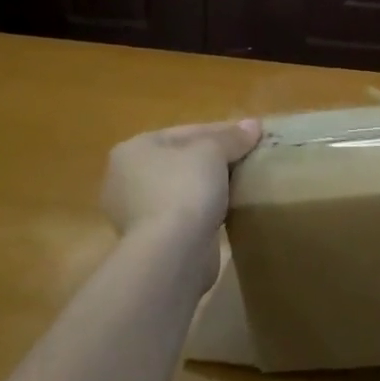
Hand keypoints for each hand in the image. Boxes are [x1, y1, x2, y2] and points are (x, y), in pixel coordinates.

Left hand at [101, 120, 261, 284]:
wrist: (172, 255)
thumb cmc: (183, 188)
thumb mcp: (213, 151)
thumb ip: (233, 136)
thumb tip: (253, 125)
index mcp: (133, 150)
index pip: (185, 132)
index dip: (221, 131)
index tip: (249, 135)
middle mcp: (126, 180)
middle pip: (183, 160)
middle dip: (215, 159)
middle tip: (247, 157)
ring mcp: (136, 214)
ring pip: (184, 188)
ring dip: (210, 186)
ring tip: (243, 181)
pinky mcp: (152, 242)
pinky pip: (185, 214)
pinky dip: (205, 210)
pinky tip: (230, 208)